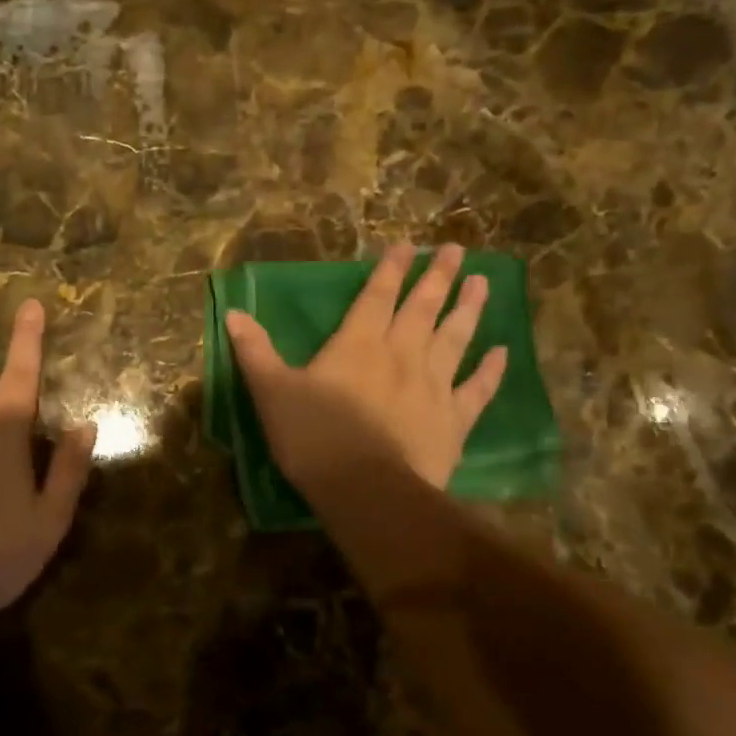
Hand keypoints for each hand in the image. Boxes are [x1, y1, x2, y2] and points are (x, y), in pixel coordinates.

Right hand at [224, 242, 506, 496]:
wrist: (367, 491)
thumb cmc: (314, 437)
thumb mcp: (272, 391)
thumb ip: (255, 351)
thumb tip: (233, 313)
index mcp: (358, 344)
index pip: (377, 295)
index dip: (390, 268)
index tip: (408, 245)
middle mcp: (401, 353)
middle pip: (422, 307)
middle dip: (438, 276)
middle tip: (457, 250)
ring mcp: (433, 385)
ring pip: (455, 337)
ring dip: (469, 308)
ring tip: (482, 281)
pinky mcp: (454, 419)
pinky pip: (477, 389)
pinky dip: (490, 370)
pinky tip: (503, 352)